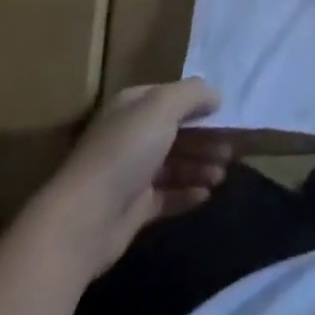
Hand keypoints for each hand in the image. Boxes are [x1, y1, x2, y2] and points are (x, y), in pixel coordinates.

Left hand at [54, 79, 233, 274]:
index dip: (199, 104)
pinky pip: (167, 196)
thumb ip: (192, 94)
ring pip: (175, 165)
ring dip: (200, 166)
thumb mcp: (162, 106)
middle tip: (232, 150)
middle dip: (205, 139)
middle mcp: (131, 136)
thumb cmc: (125, 152)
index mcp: (133, 106)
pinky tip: (207, 195)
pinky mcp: (133, 210)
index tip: (227, 115)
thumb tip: (215, 96)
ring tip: (222, 174)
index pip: (172, 98)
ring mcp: (131, 174)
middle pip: (177, 132)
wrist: (83, 220)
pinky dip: (188, 193)